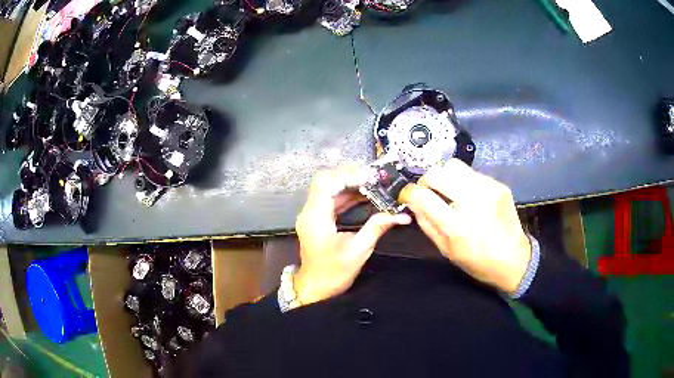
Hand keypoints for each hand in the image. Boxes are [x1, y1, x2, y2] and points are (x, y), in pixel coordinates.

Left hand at [294, 168, 411, 305]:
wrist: (315, 288)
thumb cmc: (335, 273)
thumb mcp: (359, 250)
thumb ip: (377, 227)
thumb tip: (401, 215)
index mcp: (316, 217)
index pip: (327, 183)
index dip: (349, 176)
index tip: (372, 178)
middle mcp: (309, 211)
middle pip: (325, 180)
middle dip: (350, 175)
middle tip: (374, 179)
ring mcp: (312, 214)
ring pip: (328, 187)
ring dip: (350, 184)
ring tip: (374, 185)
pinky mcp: (317, 218)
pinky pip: (330, 198)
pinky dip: (347, 194)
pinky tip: (365, 196)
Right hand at [399, 159, 531, 293]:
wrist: (514, 260)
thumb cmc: (477, 261)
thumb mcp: (446, 250)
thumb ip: (426, 223)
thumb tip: (413, 203)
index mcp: (455, 225)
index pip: (422, 195)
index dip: (408, 192)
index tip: (407, 195)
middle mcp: (471, 201)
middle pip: (437, 172)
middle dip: (426, 180)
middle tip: (428, 192)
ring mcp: (488, 189)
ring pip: (454, 165)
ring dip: (444, 176)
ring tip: (447, 190)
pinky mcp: (498, 185)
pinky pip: (471, 173)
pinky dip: (463, 181)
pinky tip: (467, 195)